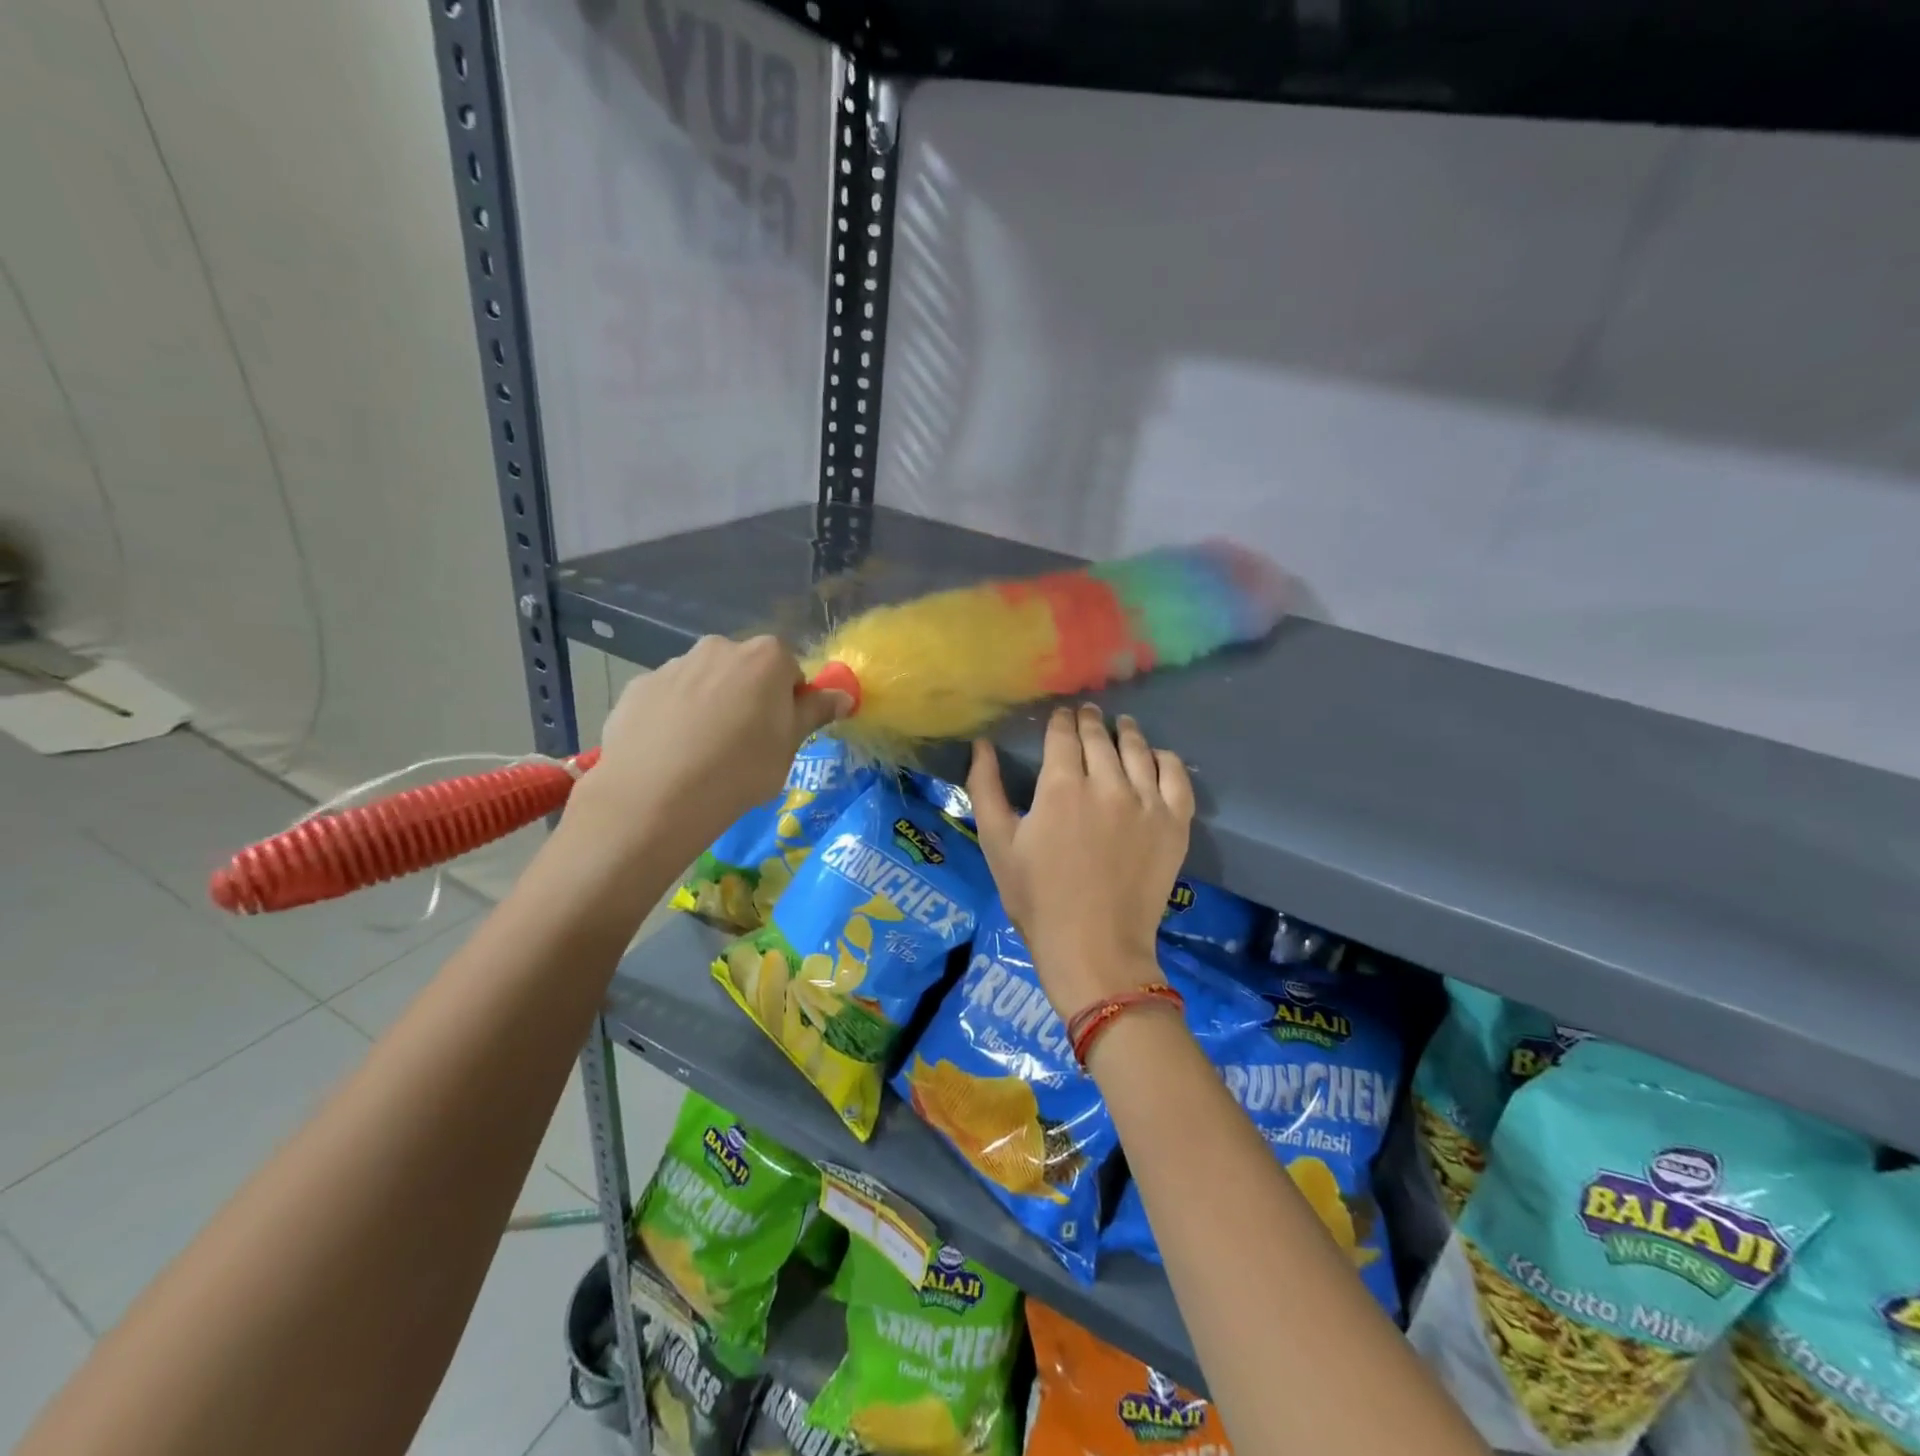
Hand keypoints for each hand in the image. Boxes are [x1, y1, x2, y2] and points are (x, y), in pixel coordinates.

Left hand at [566, 636, 849, 862]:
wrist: (656, 795)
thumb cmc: (741, 769)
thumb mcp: (790, 746)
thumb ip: (815, 712)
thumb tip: (843, 695)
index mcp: (766, 657)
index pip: (790, 669)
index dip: (789, 700)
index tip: (781, 732)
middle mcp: (719, 648)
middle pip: (745, 669)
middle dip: (748, 696)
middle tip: (744, 742)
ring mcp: (674, 665)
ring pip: (705, 681)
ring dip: (710, 704)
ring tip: (701, 752)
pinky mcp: (639, 687)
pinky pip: (669, 697)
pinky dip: (674, 716)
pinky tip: (670, 753)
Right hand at [968, 704, 1193, 1019]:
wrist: (1094, 947)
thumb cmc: (1037, 899)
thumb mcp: (998, 844)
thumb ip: (986, 788)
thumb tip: (981, 744)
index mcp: (1061, 787)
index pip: (1063, 736)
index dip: (1060, 721)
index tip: (1060, 715)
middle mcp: (1107, 784)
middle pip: (1100, 737)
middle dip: (1089, 721)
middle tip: (1086, 714)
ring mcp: (1146, 802)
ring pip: (1137, 749)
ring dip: (1126, 732)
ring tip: (1122, 725)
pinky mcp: (1174, 823)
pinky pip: (1175, 775)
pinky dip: (1164, 759)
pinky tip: (1156, 756)